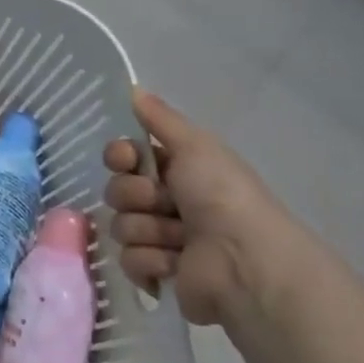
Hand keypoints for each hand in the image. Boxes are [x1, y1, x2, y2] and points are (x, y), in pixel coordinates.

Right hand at [102, 88, 294, 325]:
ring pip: (121, 226)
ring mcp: (162, 240)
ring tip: (178, 238)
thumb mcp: (196, 145)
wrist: (245, 261)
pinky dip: (152, 260)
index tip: (125, 159)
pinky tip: (175, 263)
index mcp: (178, 172)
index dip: (119, 156)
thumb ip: (160, 118)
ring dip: (148, 230)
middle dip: (135, 196)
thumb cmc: (222, 196)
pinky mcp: (158, 274)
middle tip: (165, 203)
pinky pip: (129, 260)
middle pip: (118, 191)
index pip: (125, 157)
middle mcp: (168, 203)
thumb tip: (132, 88)